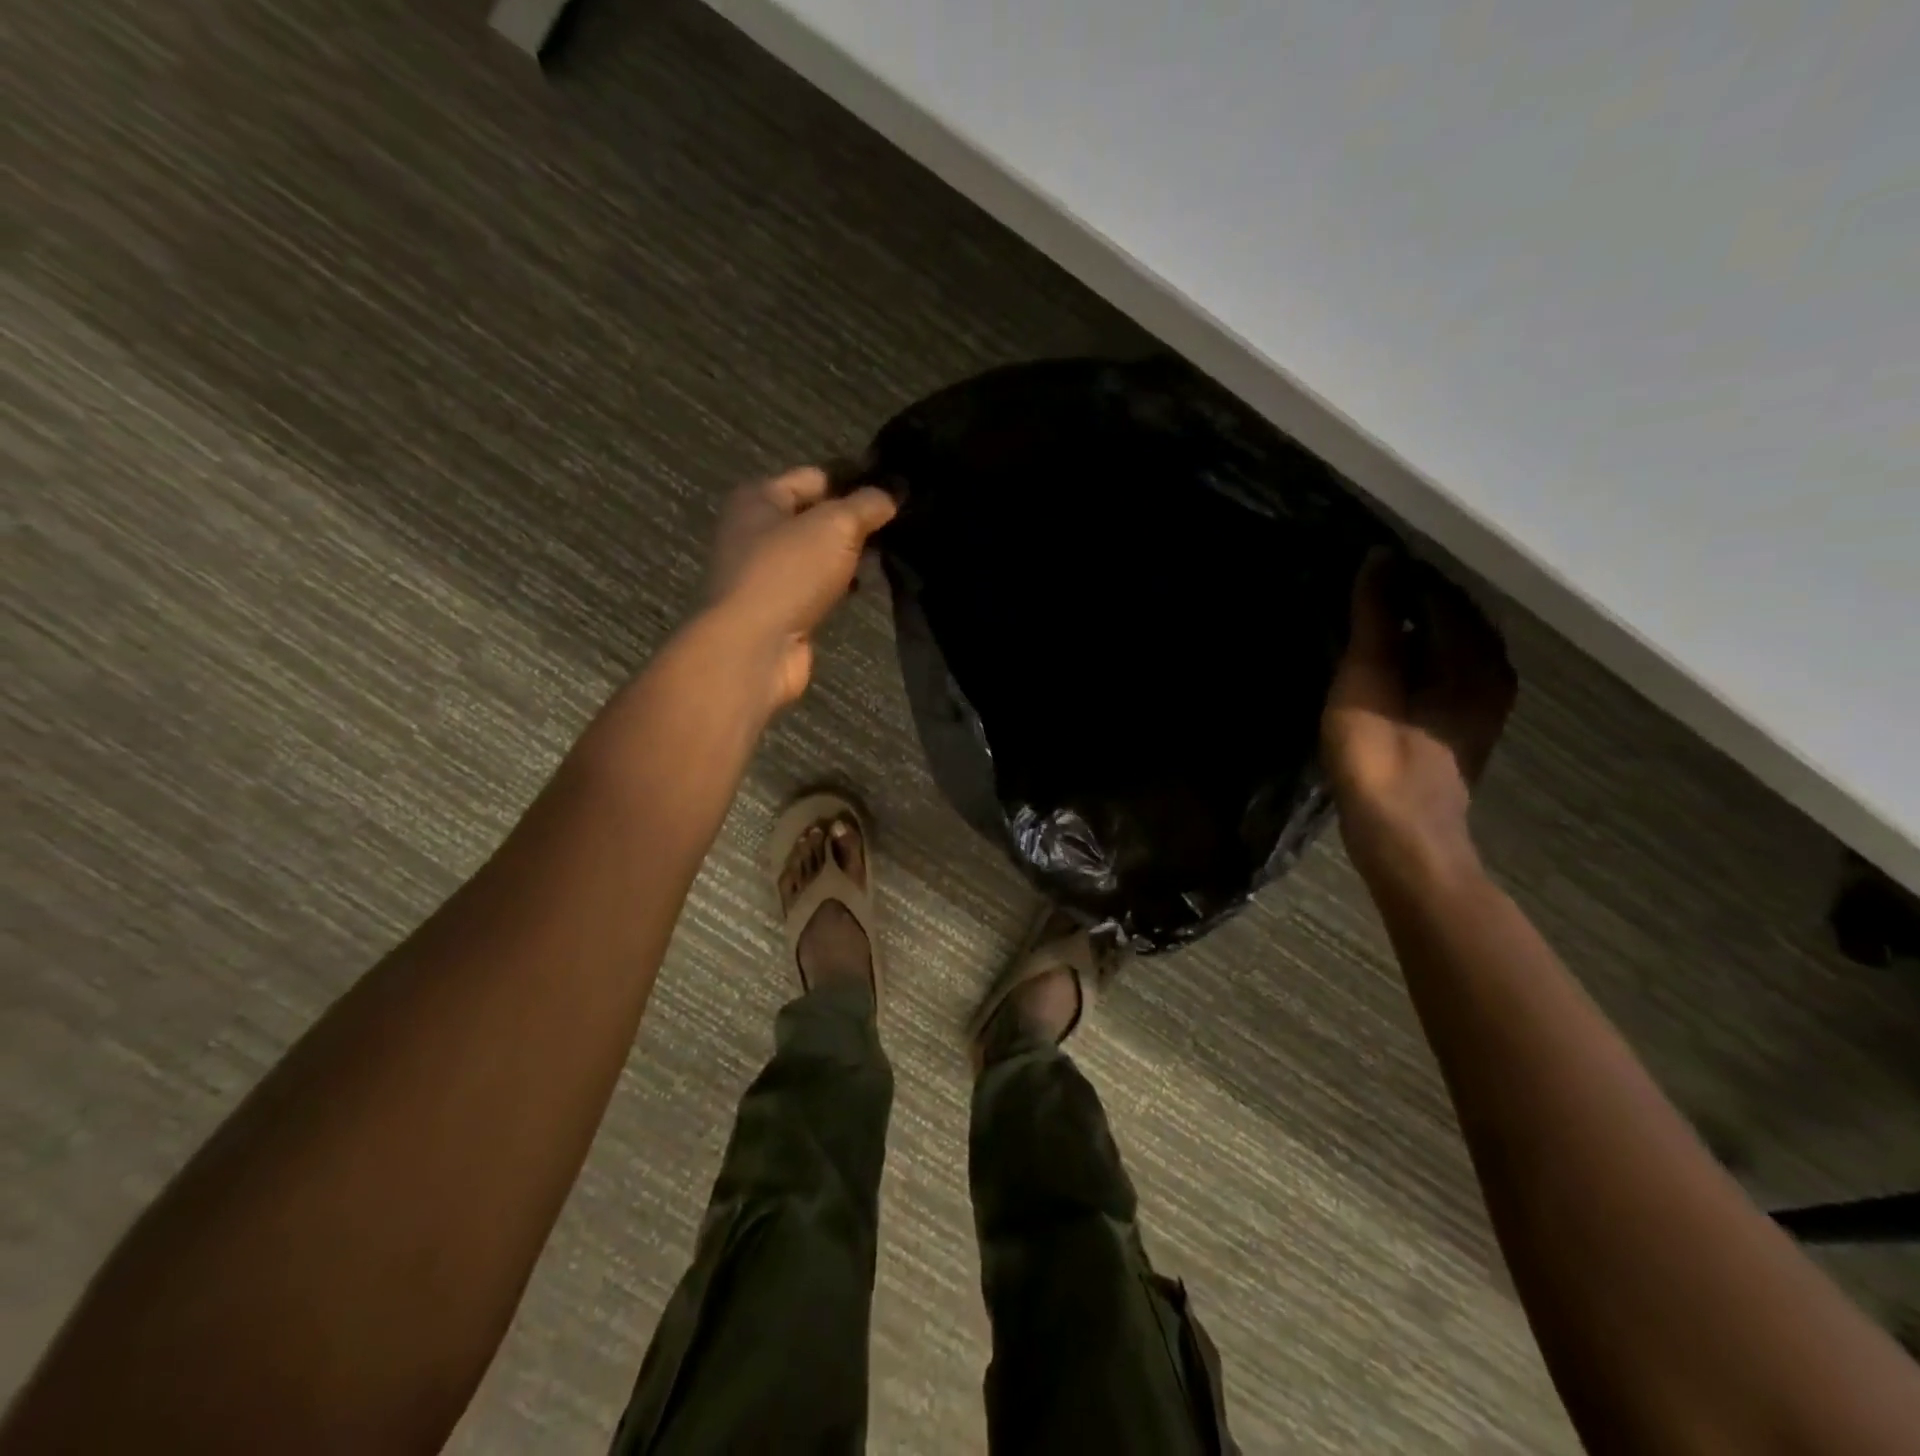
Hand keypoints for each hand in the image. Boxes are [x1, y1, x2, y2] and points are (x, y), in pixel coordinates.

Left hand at [706, 467, 897, 708]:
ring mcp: (767, 573)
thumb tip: (891, 494)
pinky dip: (841, 586)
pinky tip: (867, 586)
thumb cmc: (788, 573)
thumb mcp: (835, 526)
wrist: (755, 648)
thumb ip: (867, 504)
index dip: (855, 480)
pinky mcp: (780, 608)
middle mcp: (756, 531)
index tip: (896, 490)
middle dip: (855, 520)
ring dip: (850, 556)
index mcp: (759, 498)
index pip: (816, 477)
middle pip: (816, 516)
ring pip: (819, 554)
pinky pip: (818, 586)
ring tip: (892, 554)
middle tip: (900, 524)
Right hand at [1321, 550, 1516, 883]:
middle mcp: (1491, 669)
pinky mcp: (1461, 723)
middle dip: (1410, 596)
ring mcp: (1480, 699)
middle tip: (1360, 584)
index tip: (1363, 561)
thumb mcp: (1369, 676)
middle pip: (1450, 615)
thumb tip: (1380, 555)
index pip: (1440, 591)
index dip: (1403, 573)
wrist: (1399, 830)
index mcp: (1476, 654)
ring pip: (1447, 643)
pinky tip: (1383, 658)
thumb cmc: (1380, 752)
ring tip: (1366, 614)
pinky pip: (1442, 668)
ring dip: (1411, 625)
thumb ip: (1376, 616)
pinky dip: (1415, 653)